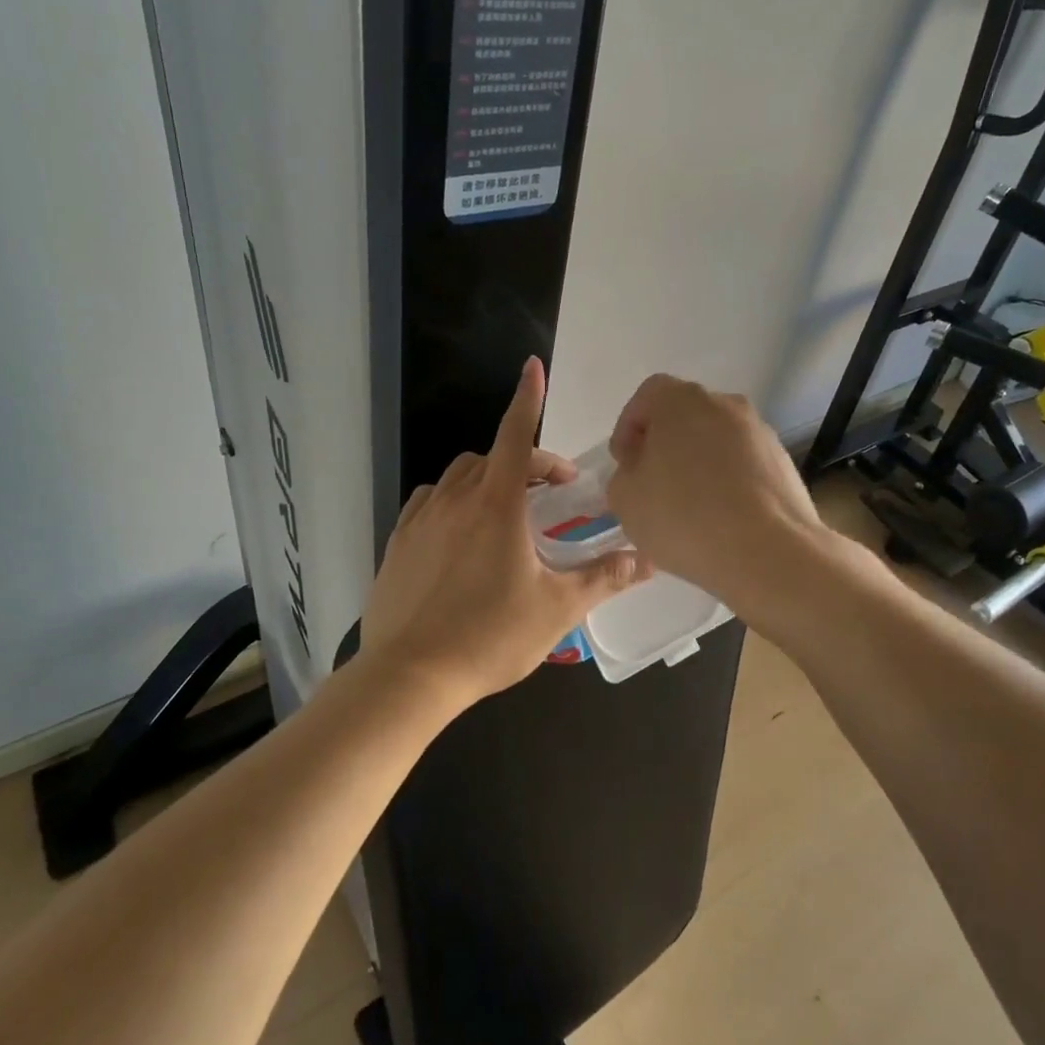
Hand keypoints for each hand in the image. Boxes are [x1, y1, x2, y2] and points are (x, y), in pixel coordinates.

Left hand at [359, 357, 650, 711]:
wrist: (410, 676)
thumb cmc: (490, 637)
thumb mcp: (557, 609)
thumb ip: (603, 578)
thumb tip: (646, 559)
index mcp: (496, 506)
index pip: (515, 437)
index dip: (527, 400)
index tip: (534, 368)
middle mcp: (455, 501)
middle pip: (492, 458)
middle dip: (525, 462)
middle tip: (550, 493)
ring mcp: (420, 520)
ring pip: (458, 478)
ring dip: (487, 479)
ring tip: (507, 511)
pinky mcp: (398, 543)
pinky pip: (429, 503)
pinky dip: (452, 500)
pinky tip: (461, 531)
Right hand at [606, 375, 825, 611]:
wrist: (768, 552)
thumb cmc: (684, 517)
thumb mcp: (625, 499)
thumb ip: (624, 475)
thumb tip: (642, 473)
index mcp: (681, 401)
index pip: (648, 395)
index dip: (629, 427)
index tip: (625, 463)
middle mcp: (725, 404)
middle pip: (685, 416)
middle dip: (666, 445)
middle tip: (653, 484)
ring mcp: (760, 432)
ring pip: (717, 440)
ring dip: (699, 464)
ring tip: (689, 507)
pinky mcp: (784, 463)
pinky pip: (743, 464)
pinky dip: (728, 482)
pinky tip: (721, 518)